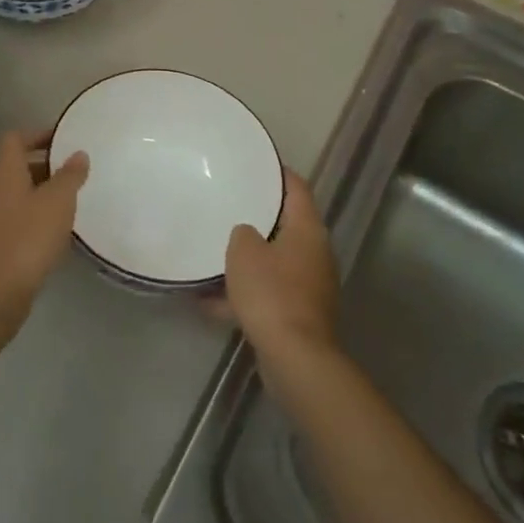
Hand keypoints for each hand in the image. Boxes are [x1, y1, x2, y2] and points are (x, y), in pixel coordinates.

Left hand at [0, 129, 88, 326]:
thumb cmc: (28, 237)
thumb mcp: (58, 201)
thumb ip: (70, 175)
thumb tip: (78, 154)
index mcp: (7, 173)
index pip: (15, 139)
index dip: (38, 134)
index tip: (64, 139)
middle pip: (19, 166)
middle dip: (47, 165)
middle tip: (76, 170)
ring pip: (22, 194)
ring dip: (45, 193)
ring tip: (74, 200)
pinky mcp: (0, 245)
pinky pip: (22, 220)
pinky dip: (40, 218)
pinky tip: (61, 231)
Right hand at [224, 170, 338, 365]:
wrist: (295, 358)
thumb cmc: (271, 292)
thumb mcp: (244, 251)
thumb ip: (242, 233)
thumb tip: (247, 235)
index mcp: (308, 230)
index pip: (297, 188)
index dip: (278, 173)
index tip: (256, 164)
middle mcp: (315, 254)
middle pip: (286, 226)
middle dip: (258, 219)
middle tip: (230, 206)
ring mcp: (309, 287)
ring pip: (274, 263)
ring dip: (247, 263)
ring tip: (212, 256)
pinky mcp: (299, 316)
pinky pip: (268, 295)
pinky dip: (244, 296)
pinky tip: (208, 303)